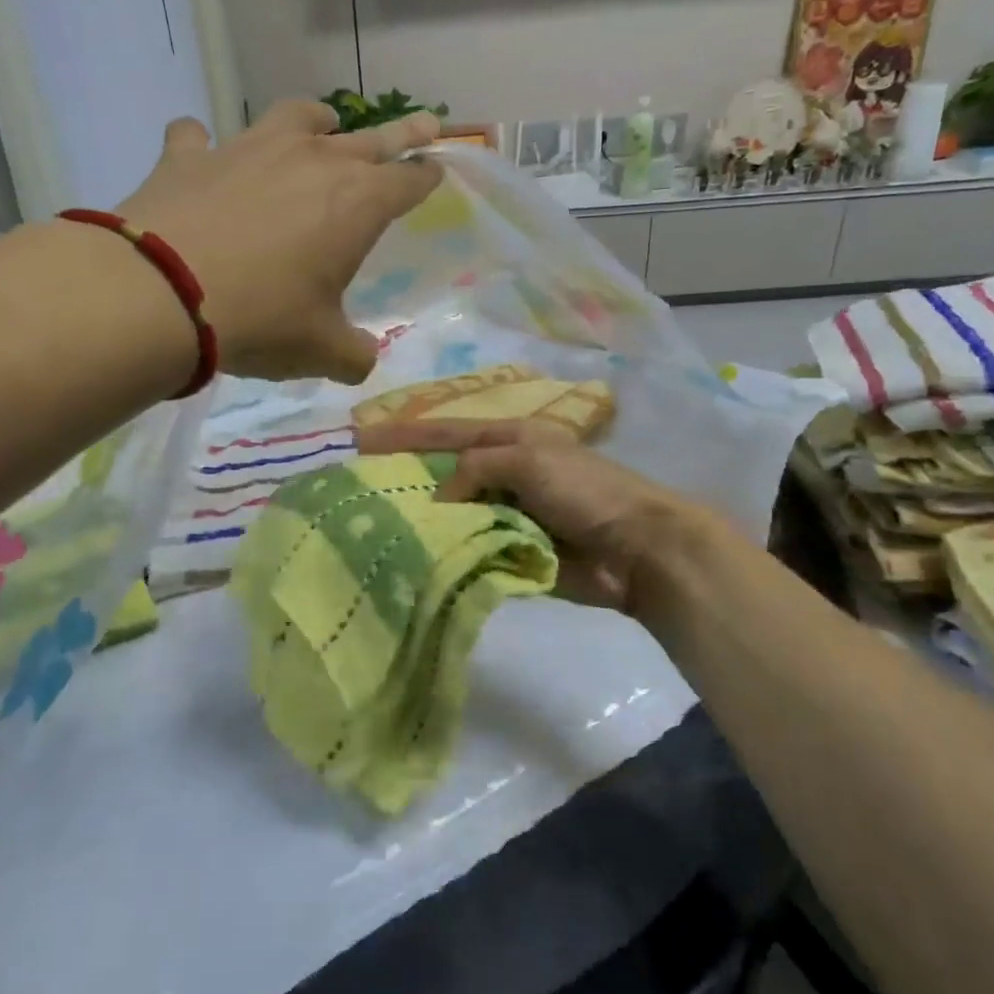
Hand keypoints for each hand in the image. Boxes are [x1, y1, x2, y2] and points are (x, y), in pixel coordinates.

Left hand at [119, 100, 442, 383]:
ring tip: (323, 122)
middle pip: (370, 140)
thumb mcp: (321, 351)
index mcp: (355, 204)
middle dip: (403, 133)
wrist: (162, 294)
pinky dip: (205, 145)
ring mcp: (248, 149)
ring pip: (295, 117)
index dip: (426, 177)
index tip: (437, 170)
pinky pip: (200, 137)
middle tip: (426, 121)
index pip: (407, 182)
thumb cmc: (262, 320)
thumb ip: (354, 355)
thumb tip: (363, 360)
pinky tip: (202, 153)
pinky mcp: (191, 156)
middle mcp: (311, 161)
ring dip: (316, 120)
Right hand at [355, 418, 707, 615]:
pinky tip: (411, 561)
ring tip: (374, 530)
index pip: (445, 432)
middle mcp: (503, 474)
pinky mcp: (510, 553)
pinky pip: (469, 549)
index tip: (359, 439)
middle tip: (358, 491)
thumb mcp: (527, 459)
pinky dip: (446, 554)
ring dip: (423, 523)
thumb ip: (476, 467)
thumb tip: (441, 498)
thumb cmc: (585, 491)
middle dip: (407, 480)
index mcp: (509, 440)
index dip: (403, 434)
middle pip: (444, 474)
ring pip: (453, 516)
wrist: (636, 549)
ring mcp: (506, 515)